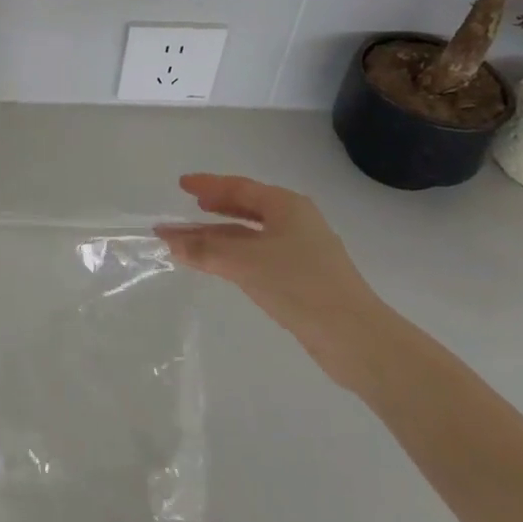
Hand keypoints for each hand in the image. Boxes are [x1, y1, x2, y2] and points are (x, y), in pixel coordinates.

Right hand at [156, 174, 387, 380]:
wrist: (354, 337)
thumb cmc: (299, 285)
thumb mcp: (245, 262)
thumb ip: (204, 249)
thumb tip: (168, 239)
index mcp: (287, 206)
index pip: (239, 188)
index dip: (208, 185)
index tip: (182, 184)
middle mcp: (295, 222)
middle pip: (245, 210)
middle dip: (212, 211)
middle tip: (188, 209)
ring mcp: (300, 251)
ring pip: (249, 236)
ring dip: (218, 238)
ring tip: (189, 242)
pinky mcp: (300, 278)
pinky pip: (257, 256)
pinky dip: (232, 256)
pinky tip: (218, 265)